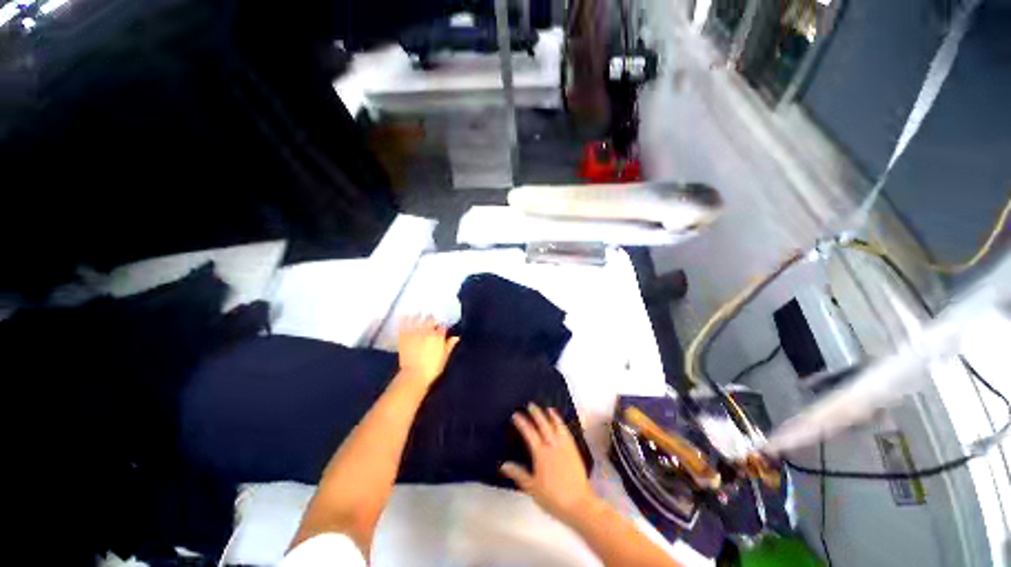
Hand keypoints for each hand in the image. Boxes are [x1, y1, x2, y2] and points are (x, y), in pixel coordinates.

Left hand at [397, 317, 459, 387]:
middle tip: (432, 321)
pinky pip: (404, 325)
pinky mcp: (404, 337)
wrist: (414, 375)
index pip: (443, 327)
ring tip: (419, 313)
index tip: (443, 328)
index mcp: (438, 336)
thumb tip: (456, 337)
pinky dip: (404, 320)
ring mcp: (415, 333)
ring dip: (419, 316)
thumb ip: (450, 345)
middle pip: (430, 320)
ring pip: (417, 320)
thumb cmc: (433, 367)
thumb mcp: (445, 357)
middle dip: (432, 320)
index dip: (443, 327)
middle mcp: (427, 331)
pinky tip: (404, 316)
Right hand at [500, 404, 597, 524]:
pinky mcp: (574, 450)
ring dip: (551, 416)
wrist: (579, 504)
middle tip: (531, 405)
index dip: (522, 423)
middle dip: (536, 414)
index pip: (529, 433)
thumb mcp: (532, 488)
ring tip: (547, 408)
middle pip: (543, 425)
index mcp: (541, 454)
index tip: (516, 415)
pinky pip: (567, 432)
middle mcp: (553, 446)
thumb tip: (504, 465)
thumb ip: (518, 474)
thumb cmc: (553, 498)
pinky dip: (562, 424)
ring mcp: (565, 447)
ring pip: (557, 426)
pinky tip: (561, 423)